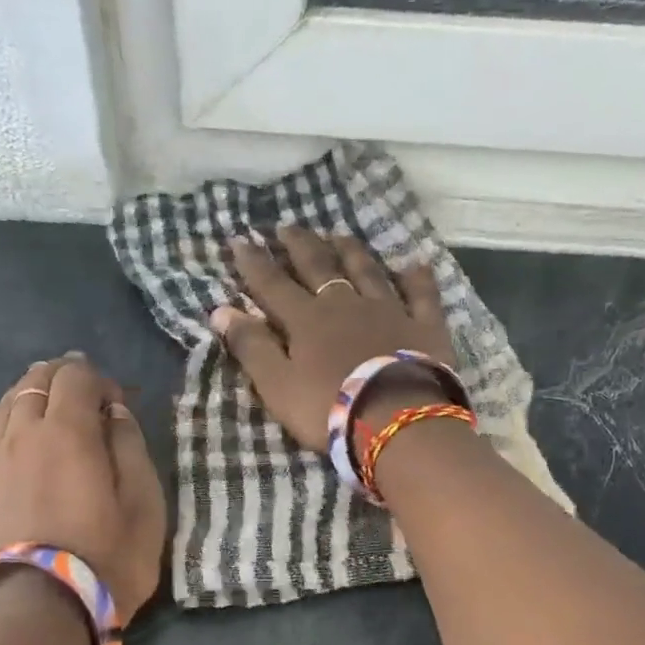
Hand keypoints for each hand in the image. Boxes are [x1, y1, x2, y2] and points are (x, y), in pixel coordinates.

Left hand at [0, 354, 166, 624]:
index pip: (77, 377)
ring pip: (4, 405)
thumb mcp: (144, 506)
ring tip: (44, 401)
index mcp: (69, 432)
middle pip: (36, 382)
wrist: (40, 613)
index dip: (99, 379)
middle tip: (82, 393)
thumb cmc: (106, 560)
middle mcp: (23, 434)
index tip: (117, 403)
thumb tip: (114, 412)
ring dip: (27, 394)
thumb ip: (131, 449)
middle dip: (62, 378)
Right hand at [210, 228, 454, 448]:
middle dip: (300, 245)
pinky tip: (415, 263)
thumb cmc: (328, 407)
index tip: (240, 240)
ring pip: (367, 271)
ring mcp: (388, 310)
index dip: (254, 263)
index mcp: (306, 320)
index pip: (273, 285)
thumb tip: (220, 310)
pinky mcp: (424, 326)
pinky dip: (417, 277)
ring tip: (339, 234)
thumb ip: (251, 346)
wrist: (396, 419)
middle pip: (319, 267)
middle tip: (287, 226)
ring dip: (351, 251)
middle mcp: (345, 304)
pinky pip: (421, 294)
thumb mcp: (277, 384)